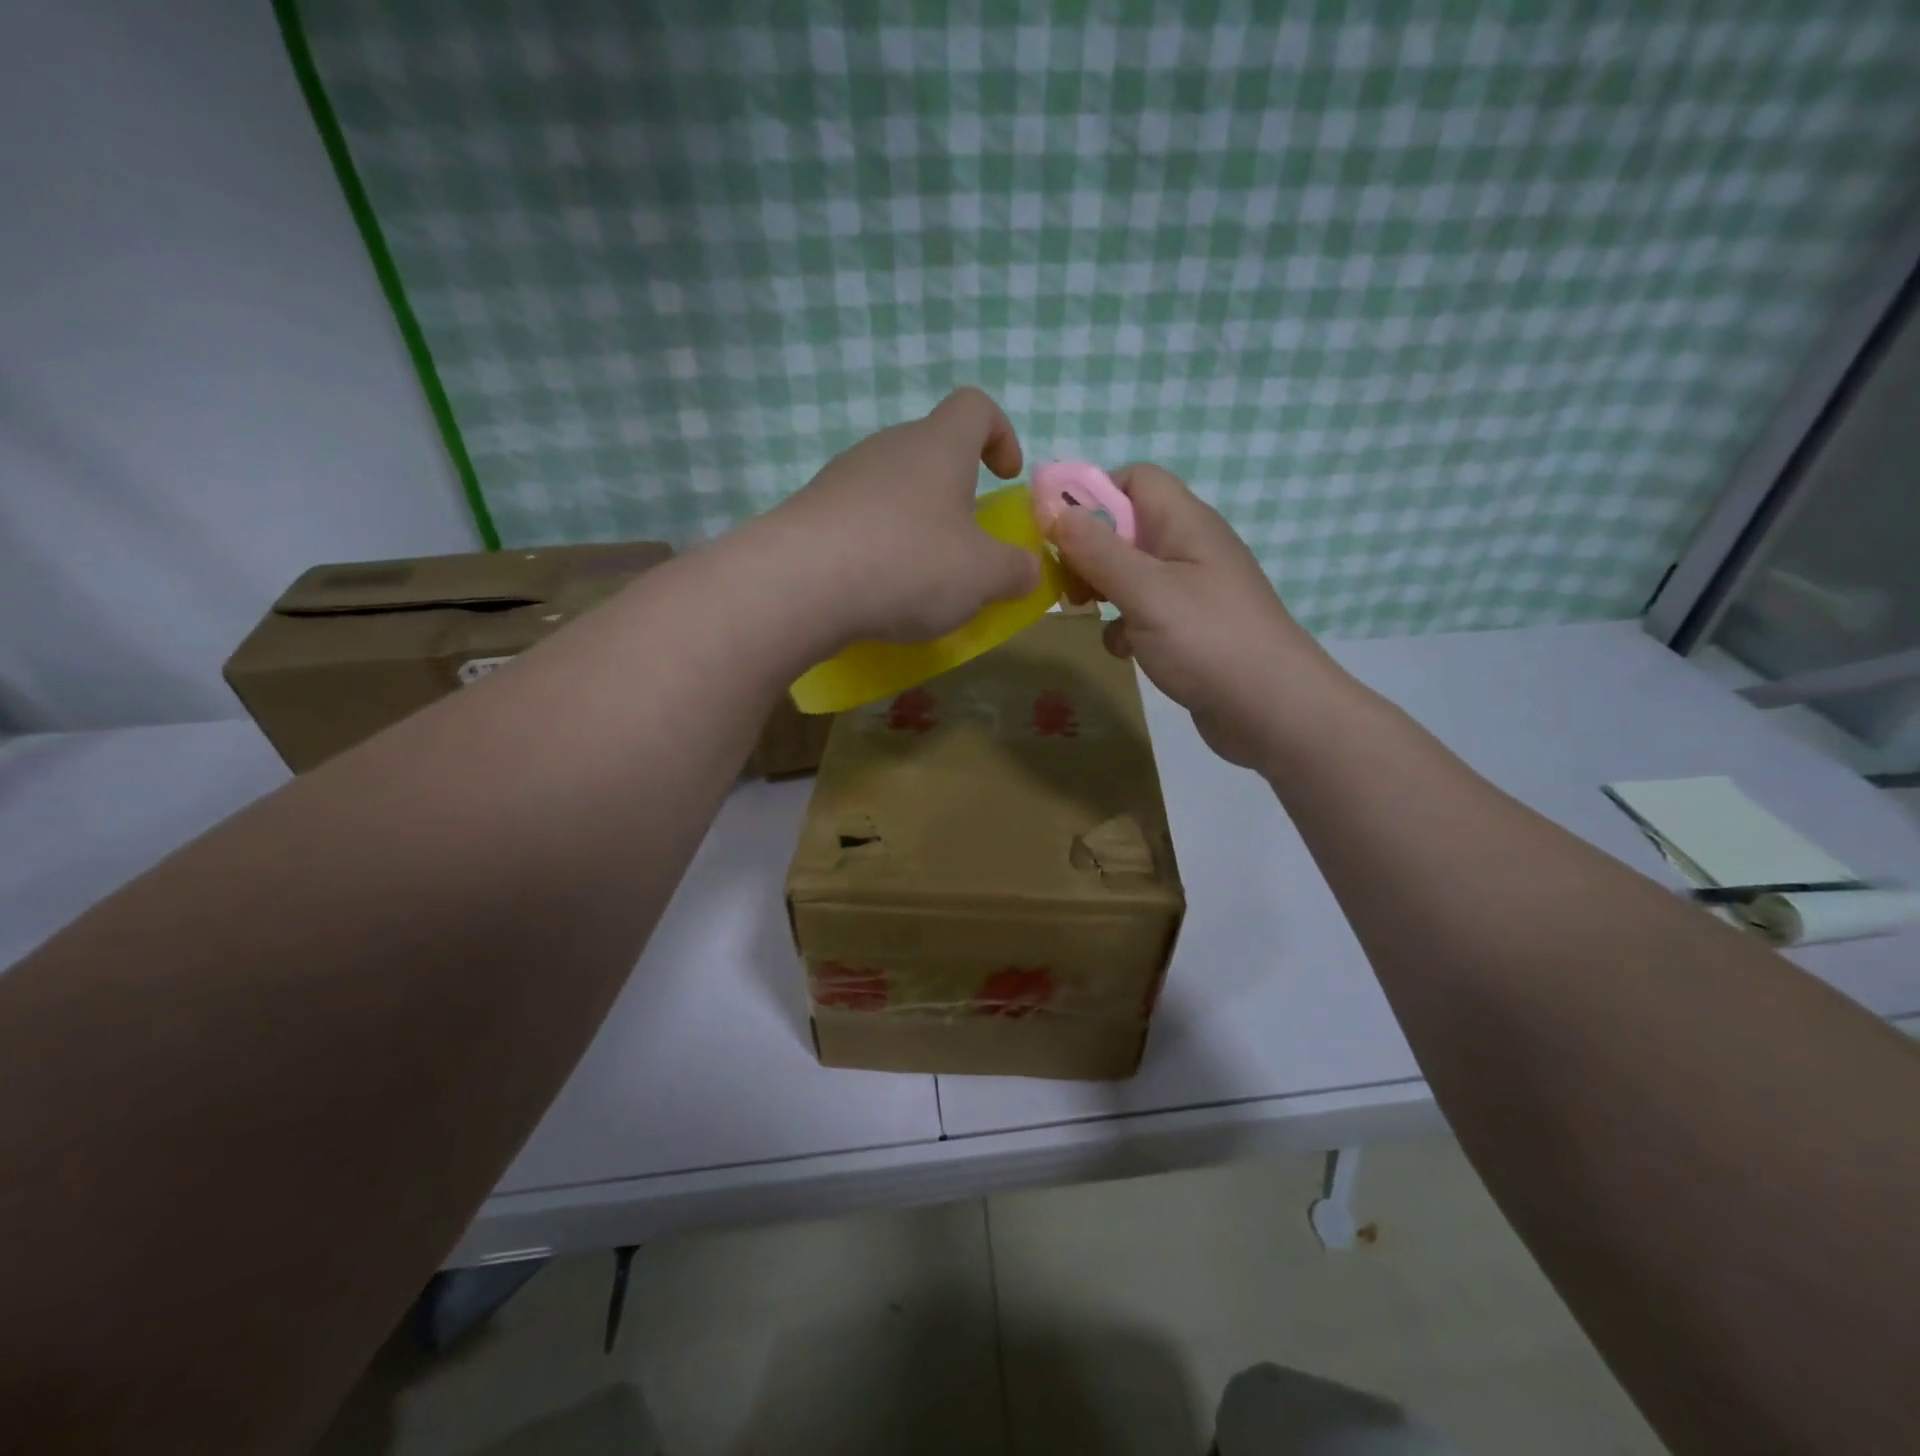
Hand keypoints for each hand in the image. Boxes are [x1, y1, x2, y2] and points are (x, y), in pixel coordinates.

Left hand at [762, 388, 1039, 651]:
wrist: (799, 584)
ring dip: (914, 524)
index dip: (1000, 435)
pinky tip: (877, 591)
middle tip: (966, 545)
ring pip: (892, 490)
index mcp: (938, 446)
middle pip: (930, 451)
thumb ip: (1014, 570)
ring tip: (921, 579)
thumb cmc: (908, 564)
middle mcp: (887, 448)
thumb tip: (1026, 570)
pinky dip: (877, 548)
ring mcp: (842, 478)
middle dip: (955, 493)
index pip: (975, 407)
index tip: (1005, 477)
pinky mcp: (811, 514)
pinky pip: (858, 521)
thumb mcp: (982, 576)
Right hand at [1046, 464, 1340, 769]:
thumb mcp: (1145, 591)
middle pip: (1128, 527)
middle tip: (1066, 581)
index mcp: (1185, 523)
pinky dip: (1126, 627)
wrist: (1272, 710)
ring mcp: (1192, 591)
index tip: (1057, 529)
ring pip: (1132, 574)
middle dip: (1090, 550)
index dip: (1093, 494)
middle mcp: (1190, 549)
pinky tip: (1123, 650)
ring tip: (1085, 612)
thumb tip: (1053, 510)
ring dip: (1104, 590)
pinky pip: (1146, 613)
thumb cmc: (1207, 639)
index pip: (1136, 479)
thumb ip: (1097, 550)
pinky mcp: (1191, 629)